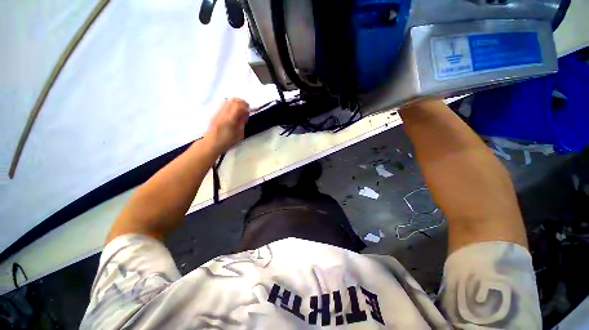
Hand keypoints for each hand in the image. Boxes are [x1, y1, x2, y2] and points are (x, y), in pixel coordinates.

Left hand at [204, 98, 249, 153]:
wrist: (211, 144)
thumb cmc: (227, 142)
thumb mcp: (239, 135)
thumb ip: (242, 123)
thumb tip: (245, 115)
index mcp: (230, 119)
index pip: (238, 106)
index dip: (245, 106)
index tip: (249, 111)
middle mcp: (223, 113)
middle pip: (233, 100)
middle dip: (241, 102)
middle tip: (247, 108)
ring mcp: (218, 112)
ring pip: (227, 100)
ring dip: (236, 102)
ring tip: (241, 108)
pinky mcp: (215, 113)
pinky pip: (223, 104)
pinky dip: (230, 104)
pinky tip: (233, 110)